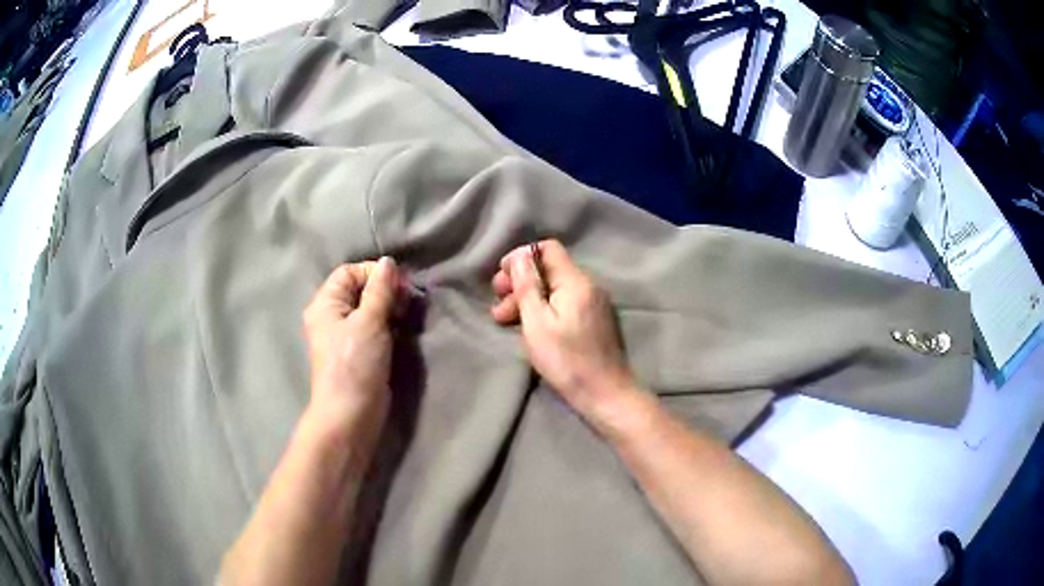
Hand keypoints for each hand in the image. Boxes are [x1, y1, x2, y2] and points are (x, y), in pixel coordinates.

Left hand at [302, 257, 404, 459]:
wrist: (351, 413)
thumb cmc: (355, 363)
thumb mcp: (369, 321)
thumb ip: (380, 290)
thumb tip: (388, 262)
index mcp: (325, 303)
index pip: (349, 272)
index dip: (374, 273)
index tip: (399, 285)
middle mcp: (332, 316)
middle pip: (359, 289)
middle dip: (385, 290)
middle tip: (407, 302)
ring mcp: (345, 335)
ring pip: (369, 309)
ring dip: (390, 309)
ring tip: (406, 317)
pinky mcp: (359, 352)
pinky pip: (374, 328)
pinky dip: (388, 325)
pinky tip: (402, 330)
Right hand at [491, 240, 635, 417]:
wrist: (605, 393)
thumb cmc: (566, 360)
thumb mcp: (536, 323)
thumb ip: (527, 286)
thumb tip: (521, 255)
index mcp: (576, 281)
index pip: (548, 248)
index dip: (521, 258)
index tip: (502, 279)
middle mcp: (588, 285)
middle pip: (549, 270)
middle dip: (520, 282)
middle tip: (498, 304)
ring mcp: (594, 303)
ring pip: (555, 288)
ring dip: (529, 299)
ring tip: (505, 320)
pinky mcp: (595, 320)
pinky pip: (565, 303)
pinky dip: (544, 309)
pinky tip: (530, 327)